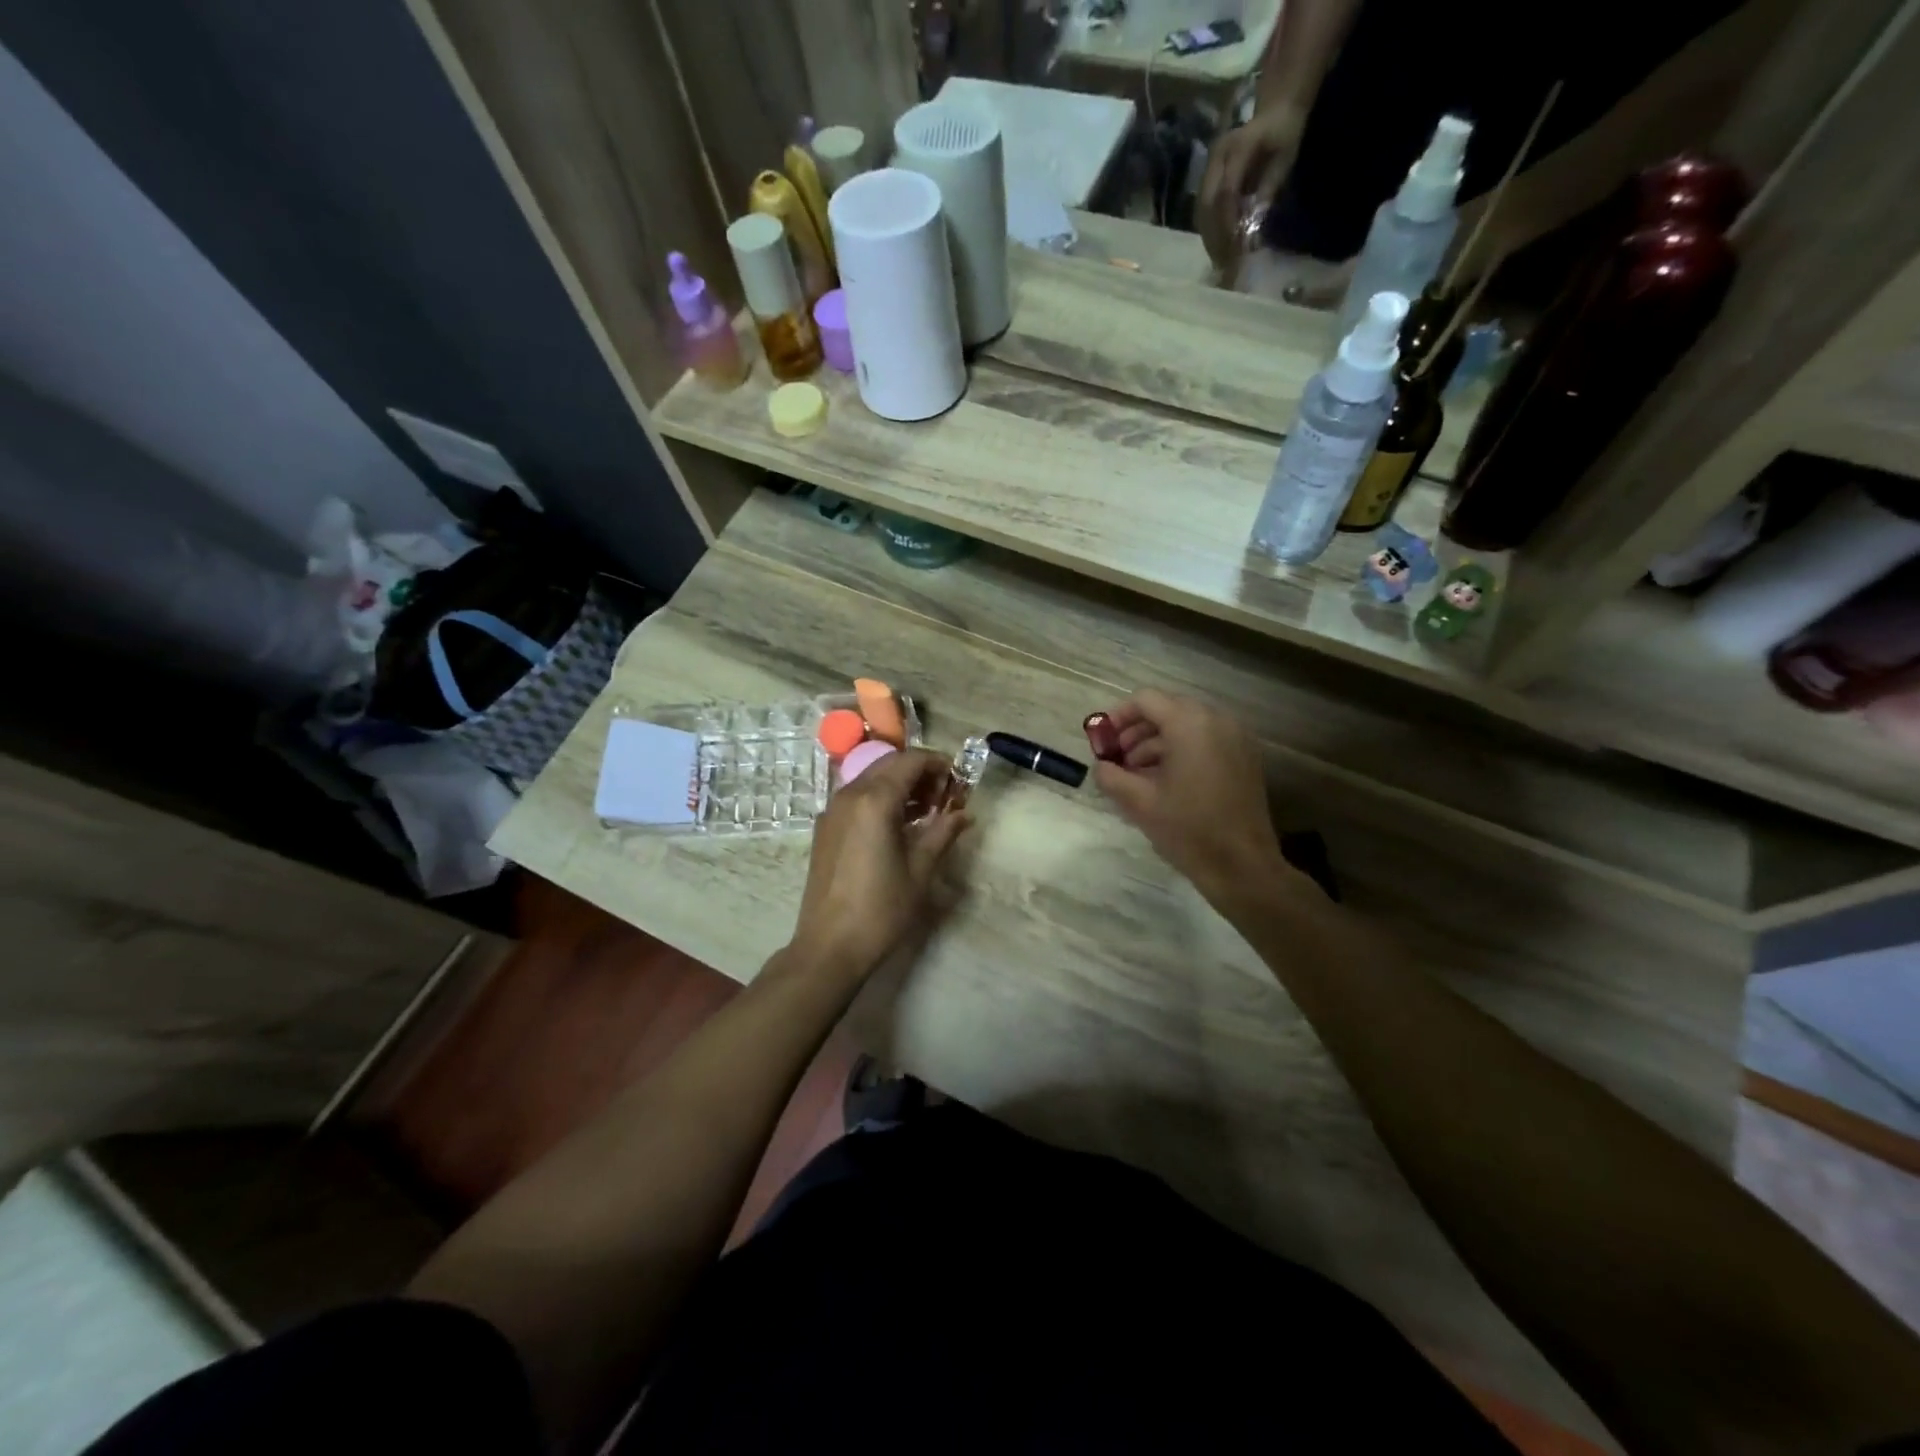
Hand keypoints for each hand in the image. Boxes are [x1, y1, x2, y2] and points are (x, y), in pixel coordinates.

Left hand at [788, 748, 970, 981]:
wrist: (830, 946)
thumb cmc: (881, 909)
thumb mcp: (920, 870)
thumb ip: (943, 833)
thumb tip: (965, 815)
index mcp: (874, 801)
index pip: (911, 761)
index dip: (939, 764)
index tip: (959, 782)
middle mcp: (849, 795)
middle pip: (890, 764)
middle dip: (920, 772)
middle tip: (945, 798)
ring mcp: (832, 811)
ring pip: (872, 779)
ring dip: (901, 785)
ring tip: (927, 812)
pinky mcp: (825, 828)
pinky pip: (857, 798)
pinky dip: (881, 799)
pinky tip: (898, 826)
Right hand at [1092, 690, 1286, 901]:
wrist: (1242, 865)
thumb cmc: (1188, 828)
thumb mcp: (1139, 802)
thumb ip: (1111, 775)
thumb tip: (1101, 766)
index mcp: (1190, 724)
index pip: (1145, 700)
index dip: (1117, 717)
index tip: (1102, 741)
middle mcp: (1217, 720)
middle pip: (1167, 709)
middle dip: (1137, 731)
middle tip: (1118, 759)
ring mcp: (1236, 738)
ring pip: (1187, 726)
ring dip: (1157, 742)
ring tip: (1137, 775)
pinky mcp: (1245, 757)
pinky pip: (1206, 740)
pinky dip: (1182, 751)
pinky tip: (1165, 782)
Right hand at [1198, 107, 1303, 268]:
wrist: (1275, 110)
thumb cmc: (1284, 132)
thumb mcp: (1284, 158)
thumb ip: (1269, 189)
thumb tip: (1254, 227)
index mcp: (1237, 147)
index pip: (1226, 192)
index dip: (1228, 222)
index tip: (1236, 247)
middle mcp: (1216, 157)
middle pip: (1207, 204)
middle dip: (1215, 236)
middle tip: (1224, 263)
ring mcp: (1207, 167)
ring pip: (1200, 210)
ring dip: (1209, 238)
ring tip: (1220, 261)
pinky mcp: (1205, 179)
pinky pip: (1201, 210)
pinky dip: (1208, 231)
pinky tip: (1217, 247)